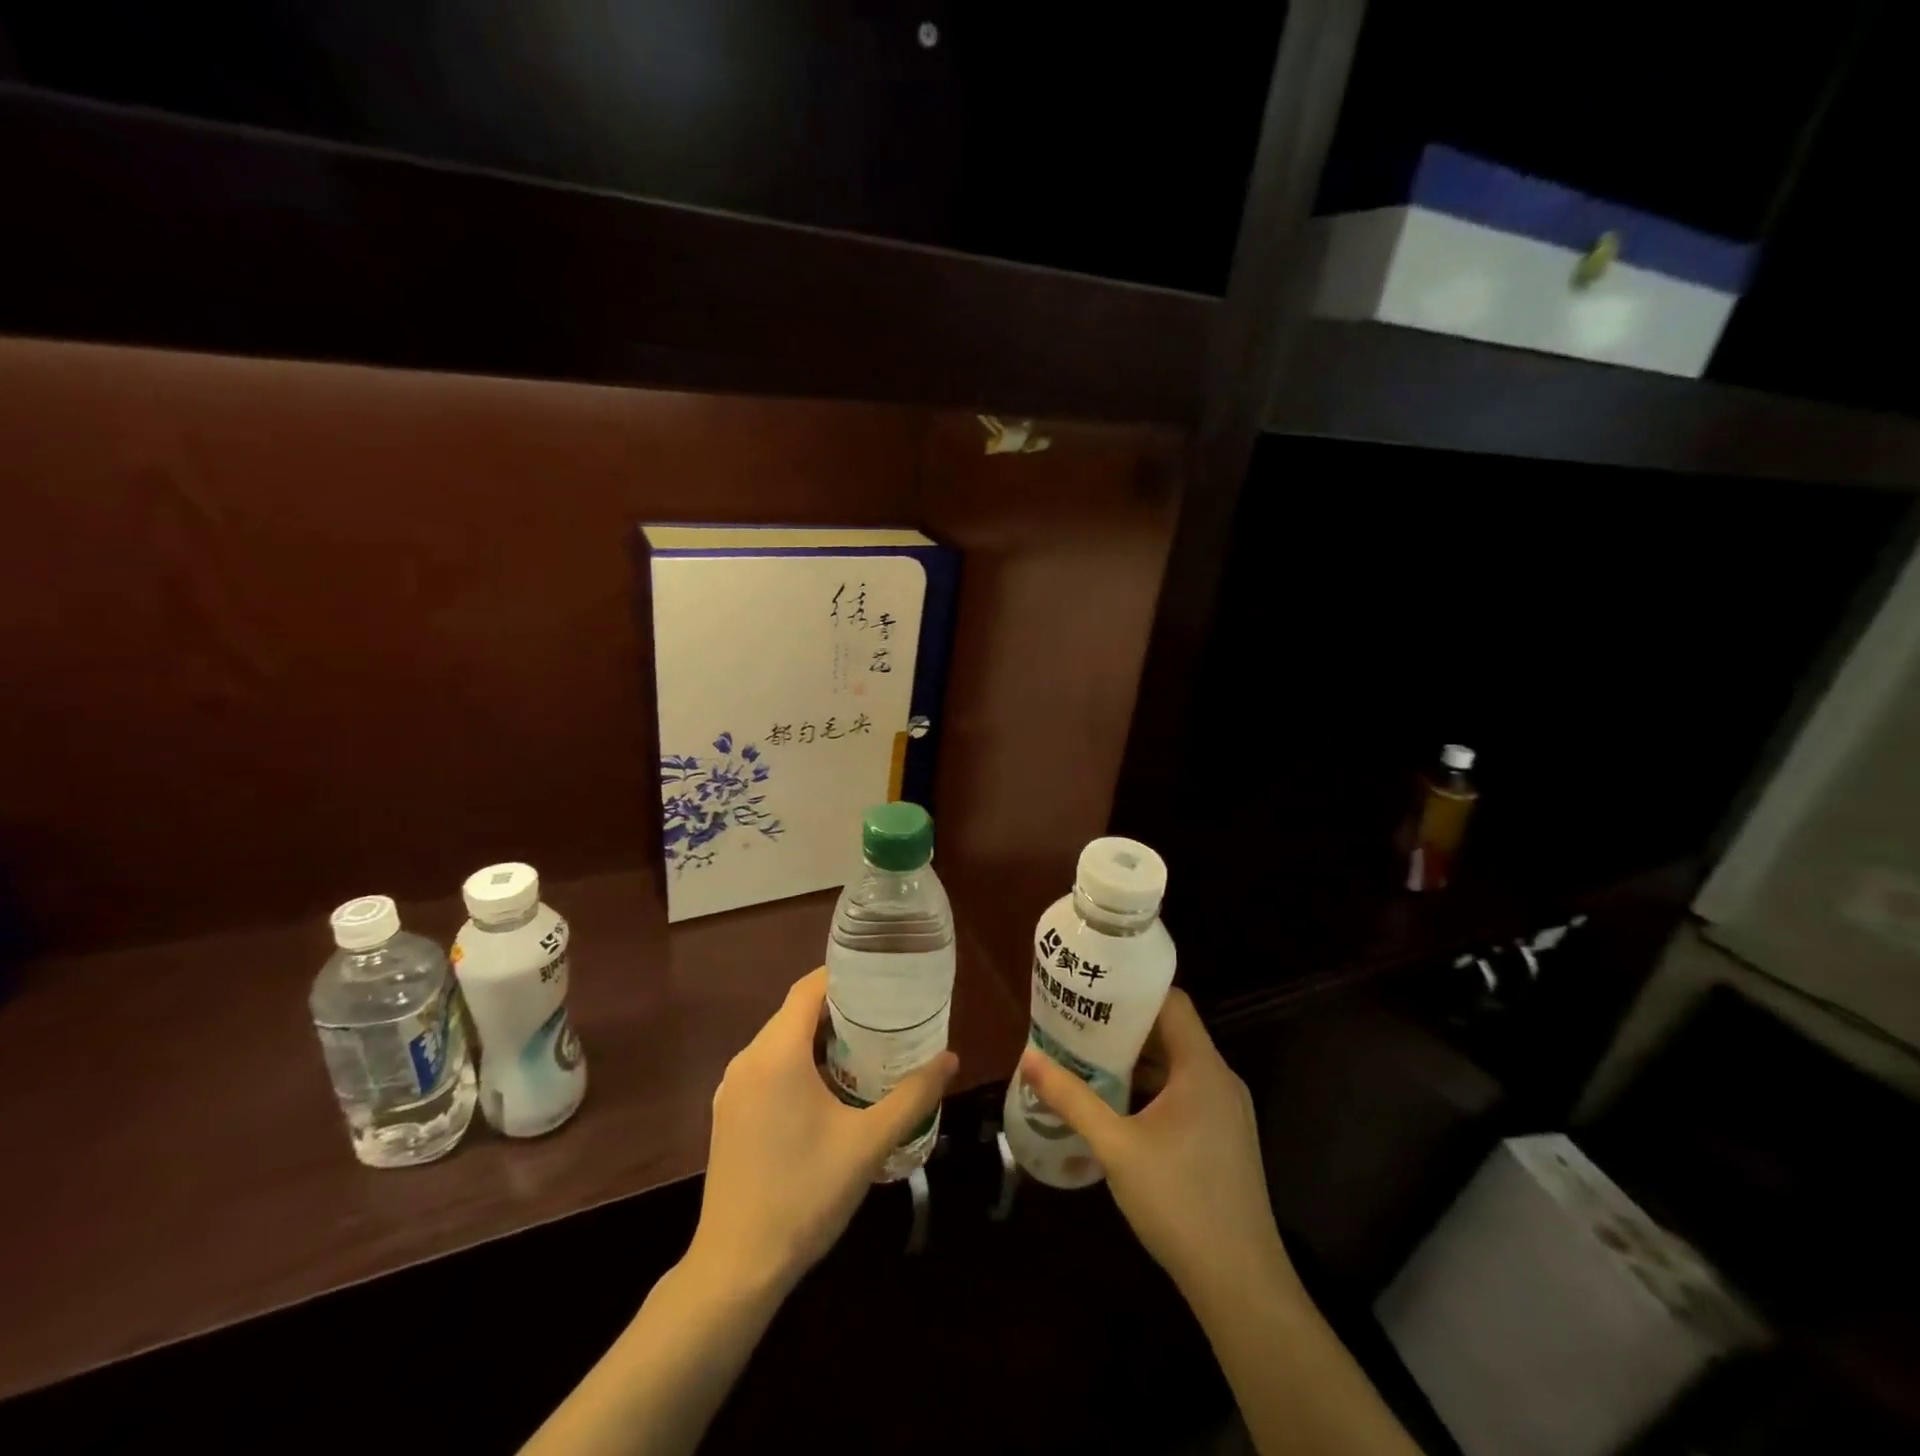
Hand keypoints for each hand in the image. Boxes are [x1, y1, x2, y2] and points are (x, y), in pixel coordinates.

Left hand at [688, 967, 957, 1298]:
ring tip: (867, 1047)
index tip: (883, 979)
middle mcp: (747, 1060)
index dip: (845, 976)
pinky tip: (830, 1089)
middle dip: (840, 1009)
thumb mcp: (868, 1143)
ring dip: (819, 1038)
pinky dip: (799, 1063)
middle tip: (886, 1016)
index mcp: (776, 1053)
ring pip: (780, 1041)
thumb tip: (951, 1059)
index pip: (809, 988)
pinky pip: (767, 1068)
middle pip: (795, 1012)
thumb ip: (913, 1096)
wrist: (736, 1269)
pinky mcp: (728, 1114)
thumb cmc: (805, 1194)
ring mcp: (732, 1089)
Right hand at [1019, 988, 1289, 1304]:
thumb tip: (1029, 1059)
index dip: (1134, 990)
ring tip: (1087, 1056)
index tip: (1094, 987)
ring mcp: (1226, 1111)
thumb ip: (1072, 1099)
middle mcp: (1220, 1080)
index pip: (1172, 1002)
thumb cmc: (1179, 1202)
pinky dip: (1152, 1087)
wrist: (1241, 1285)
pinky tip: (1117, 1103)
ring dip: (1136, 1059)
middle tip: (1078, 1021)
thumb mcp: (1116, 1147)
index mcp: (1202, 1068)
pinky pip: (1185, 1093)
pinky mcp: (1224, 1138)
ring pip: (1177, 1065)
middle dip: (1125, 1025)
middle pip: (1172, 1032)